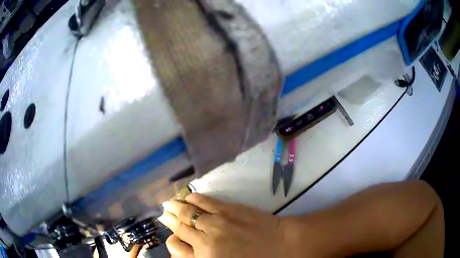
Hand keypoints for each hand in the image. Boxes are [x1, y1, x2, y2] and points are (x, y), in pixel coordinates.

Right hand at [157, 193, 291, 257]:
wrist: (283, 247)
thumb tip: (190, 250)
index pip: (176, 248)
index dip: (173, 241)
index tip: (172, 235)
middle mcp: (204, 242)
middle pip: (180, 229)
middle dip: (170, 220)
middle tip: (164, 214)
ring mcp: (216, 224)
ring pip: (188, 213)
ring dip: (176, 207)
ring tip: (169, 203)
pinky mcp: (228, 210)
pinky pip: (205, 203)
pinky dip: (193, 199)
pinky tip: (188, 196)